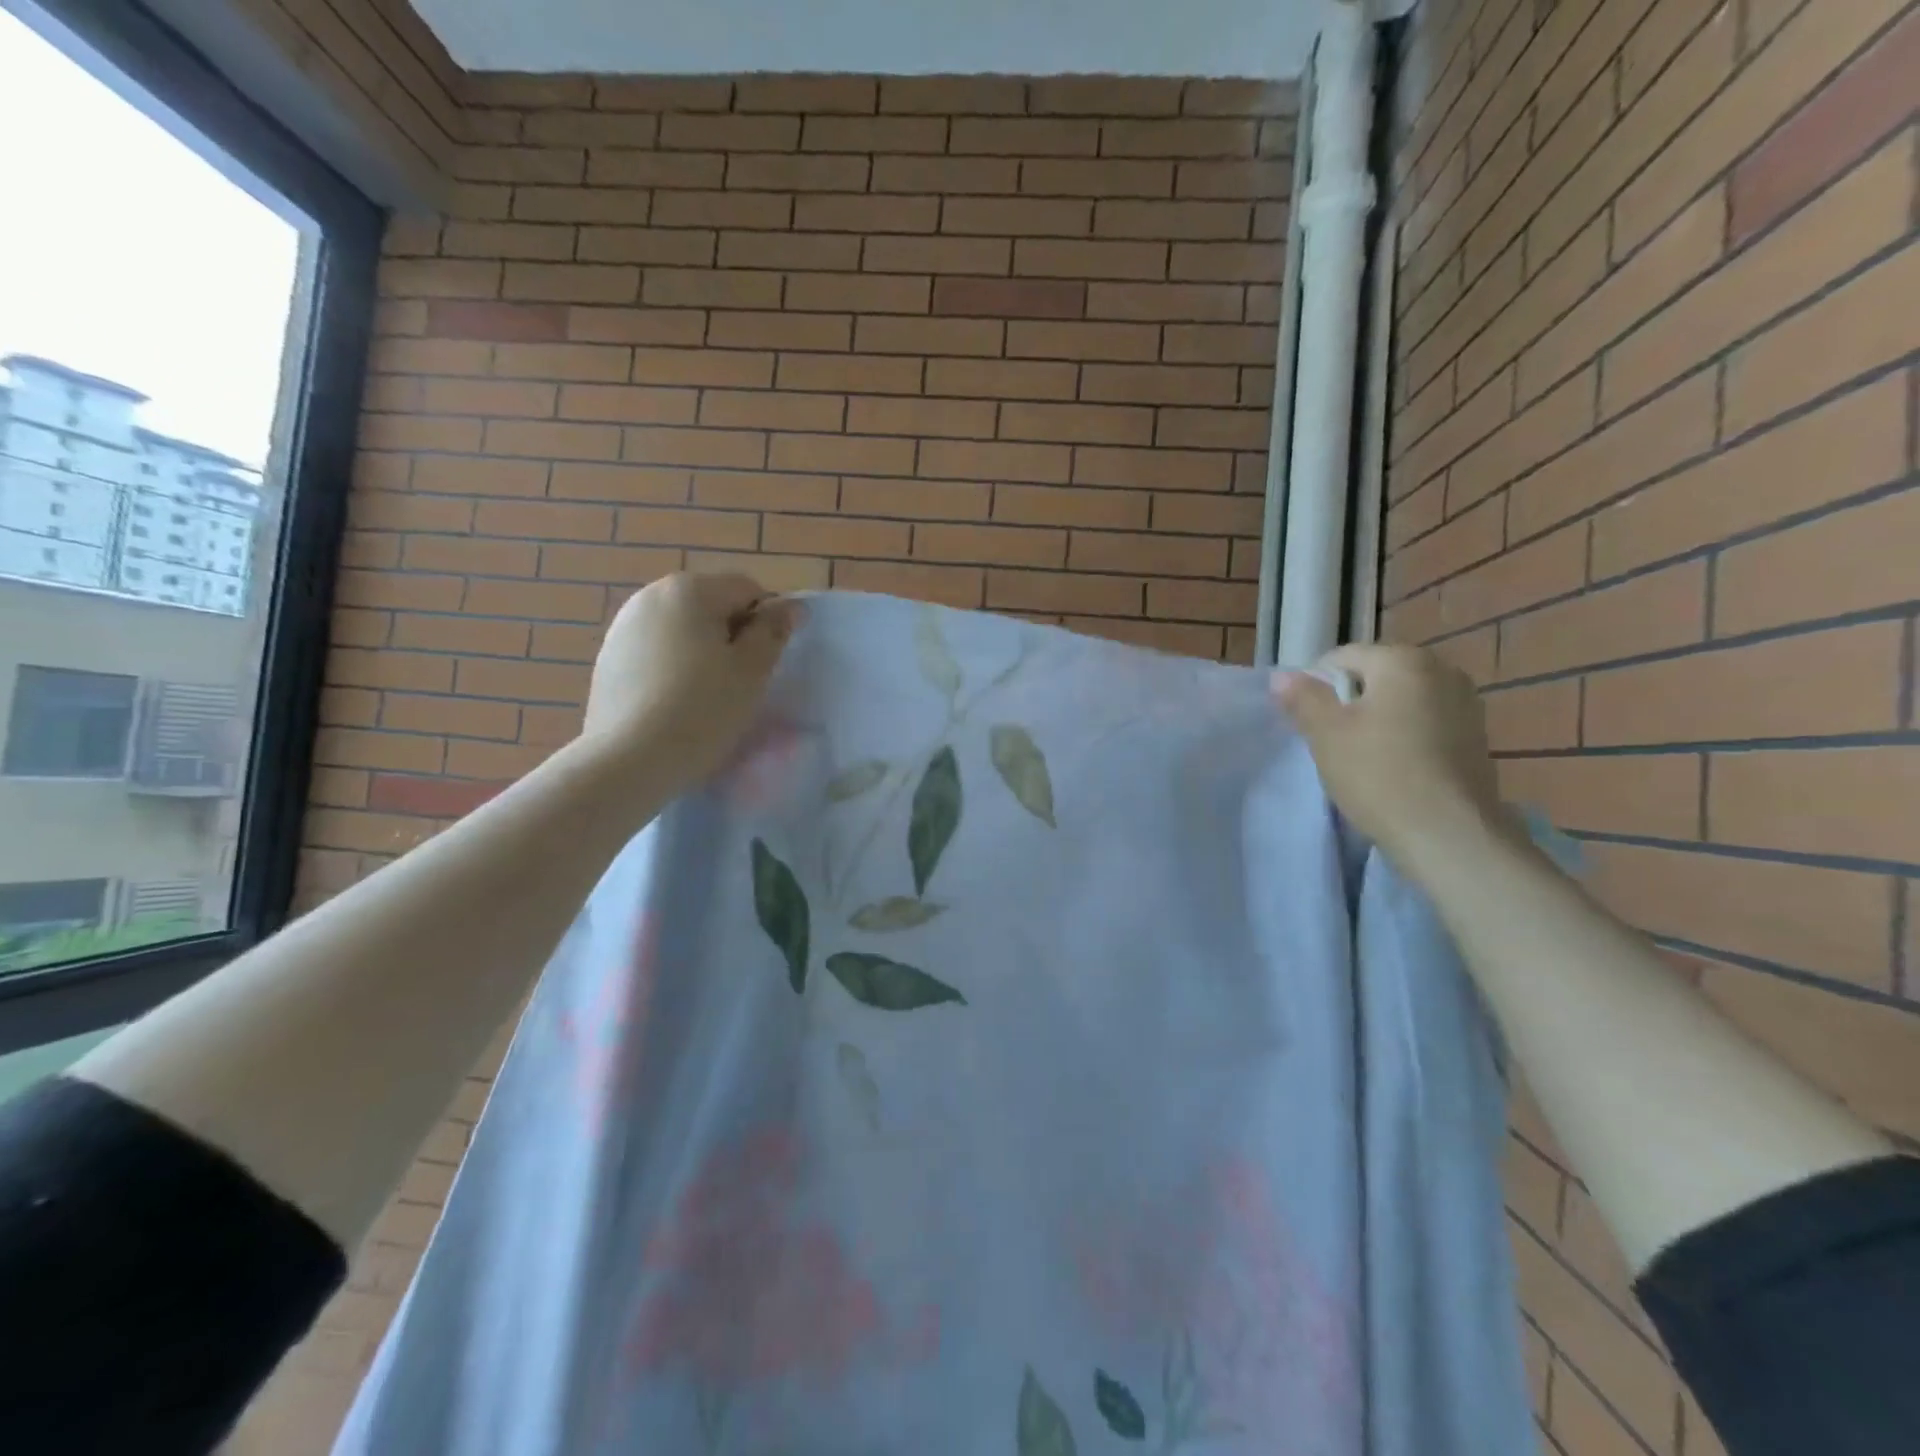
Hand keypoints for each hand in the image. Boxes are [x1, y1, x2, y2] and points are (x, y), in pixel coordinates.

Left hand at [583, 572, 800, 790]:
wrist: (630, 760)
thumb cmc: (703, 709)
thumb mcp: (752, 671)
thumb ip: (773, 631)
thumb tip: (791, 606)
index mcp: (691, 589)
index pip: (747, 589)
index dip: (765, 623)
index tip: (764, 663)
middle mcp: (652, 595)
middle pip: (710, 605)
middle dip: (731, 636)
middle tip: (738, 683)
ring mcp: (623, 626)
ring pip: (681, 630)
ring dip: (700, 652)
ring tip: (705, 697)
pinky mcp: (608, 659)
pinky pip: (655, 652)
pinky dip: (671, 668)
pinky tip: (673, 705)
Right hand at [1272, 645, 1512, 878]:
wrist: (1449, 835)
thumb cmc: (1379, 774)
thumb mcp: (1325, 734)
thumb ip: (1303, 698)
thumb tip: (1282, 676)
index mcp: (1403, 660)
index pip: (1341, 658)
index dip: (1315, 687)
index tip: (1306, 723)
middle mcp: (1442, 669)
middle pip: (1375, 677)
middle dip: (1348, 702)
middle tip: (1330, 742)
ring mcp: (1466, 704)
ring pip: (1401, 702)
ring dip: (1377, 721)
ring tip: (1361, 758)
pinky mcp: (1477, 737)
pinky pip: (1425, 724)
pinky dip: (1404, 737)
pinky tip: (1393, 769)